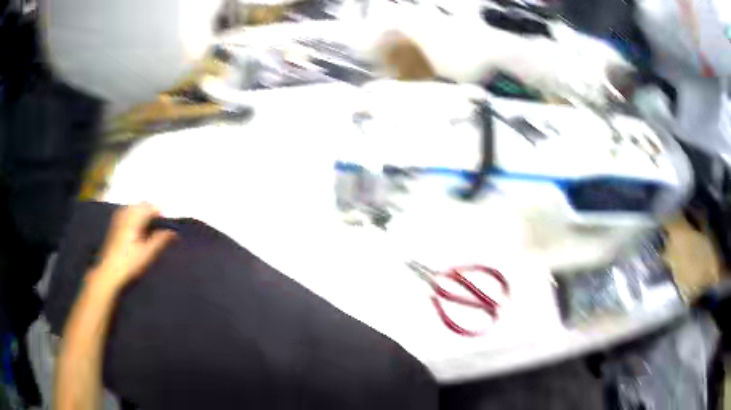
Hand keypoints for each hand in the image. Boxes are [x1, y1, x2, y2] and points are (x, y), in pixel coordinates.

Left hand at [93, 204, 175, 290]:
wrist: (108, 272)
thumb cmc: (129, 263)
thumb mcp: (147, 254)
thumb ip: (161, 240)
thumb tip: (174, 232)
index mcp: (134, 218)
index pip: (151, 208)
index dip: (161, 214)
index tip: (169, 225)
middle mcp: (126, 214)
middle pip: (142, 205)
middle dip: (152, 211)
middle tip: (161, 225)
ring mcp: (118, 218)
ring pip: (134, 207)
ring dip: (143, 212)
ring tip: (150, 226)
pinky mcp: (114, 225)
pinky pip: (127, 212)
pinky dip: (135, 215)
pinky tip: (137, 227)